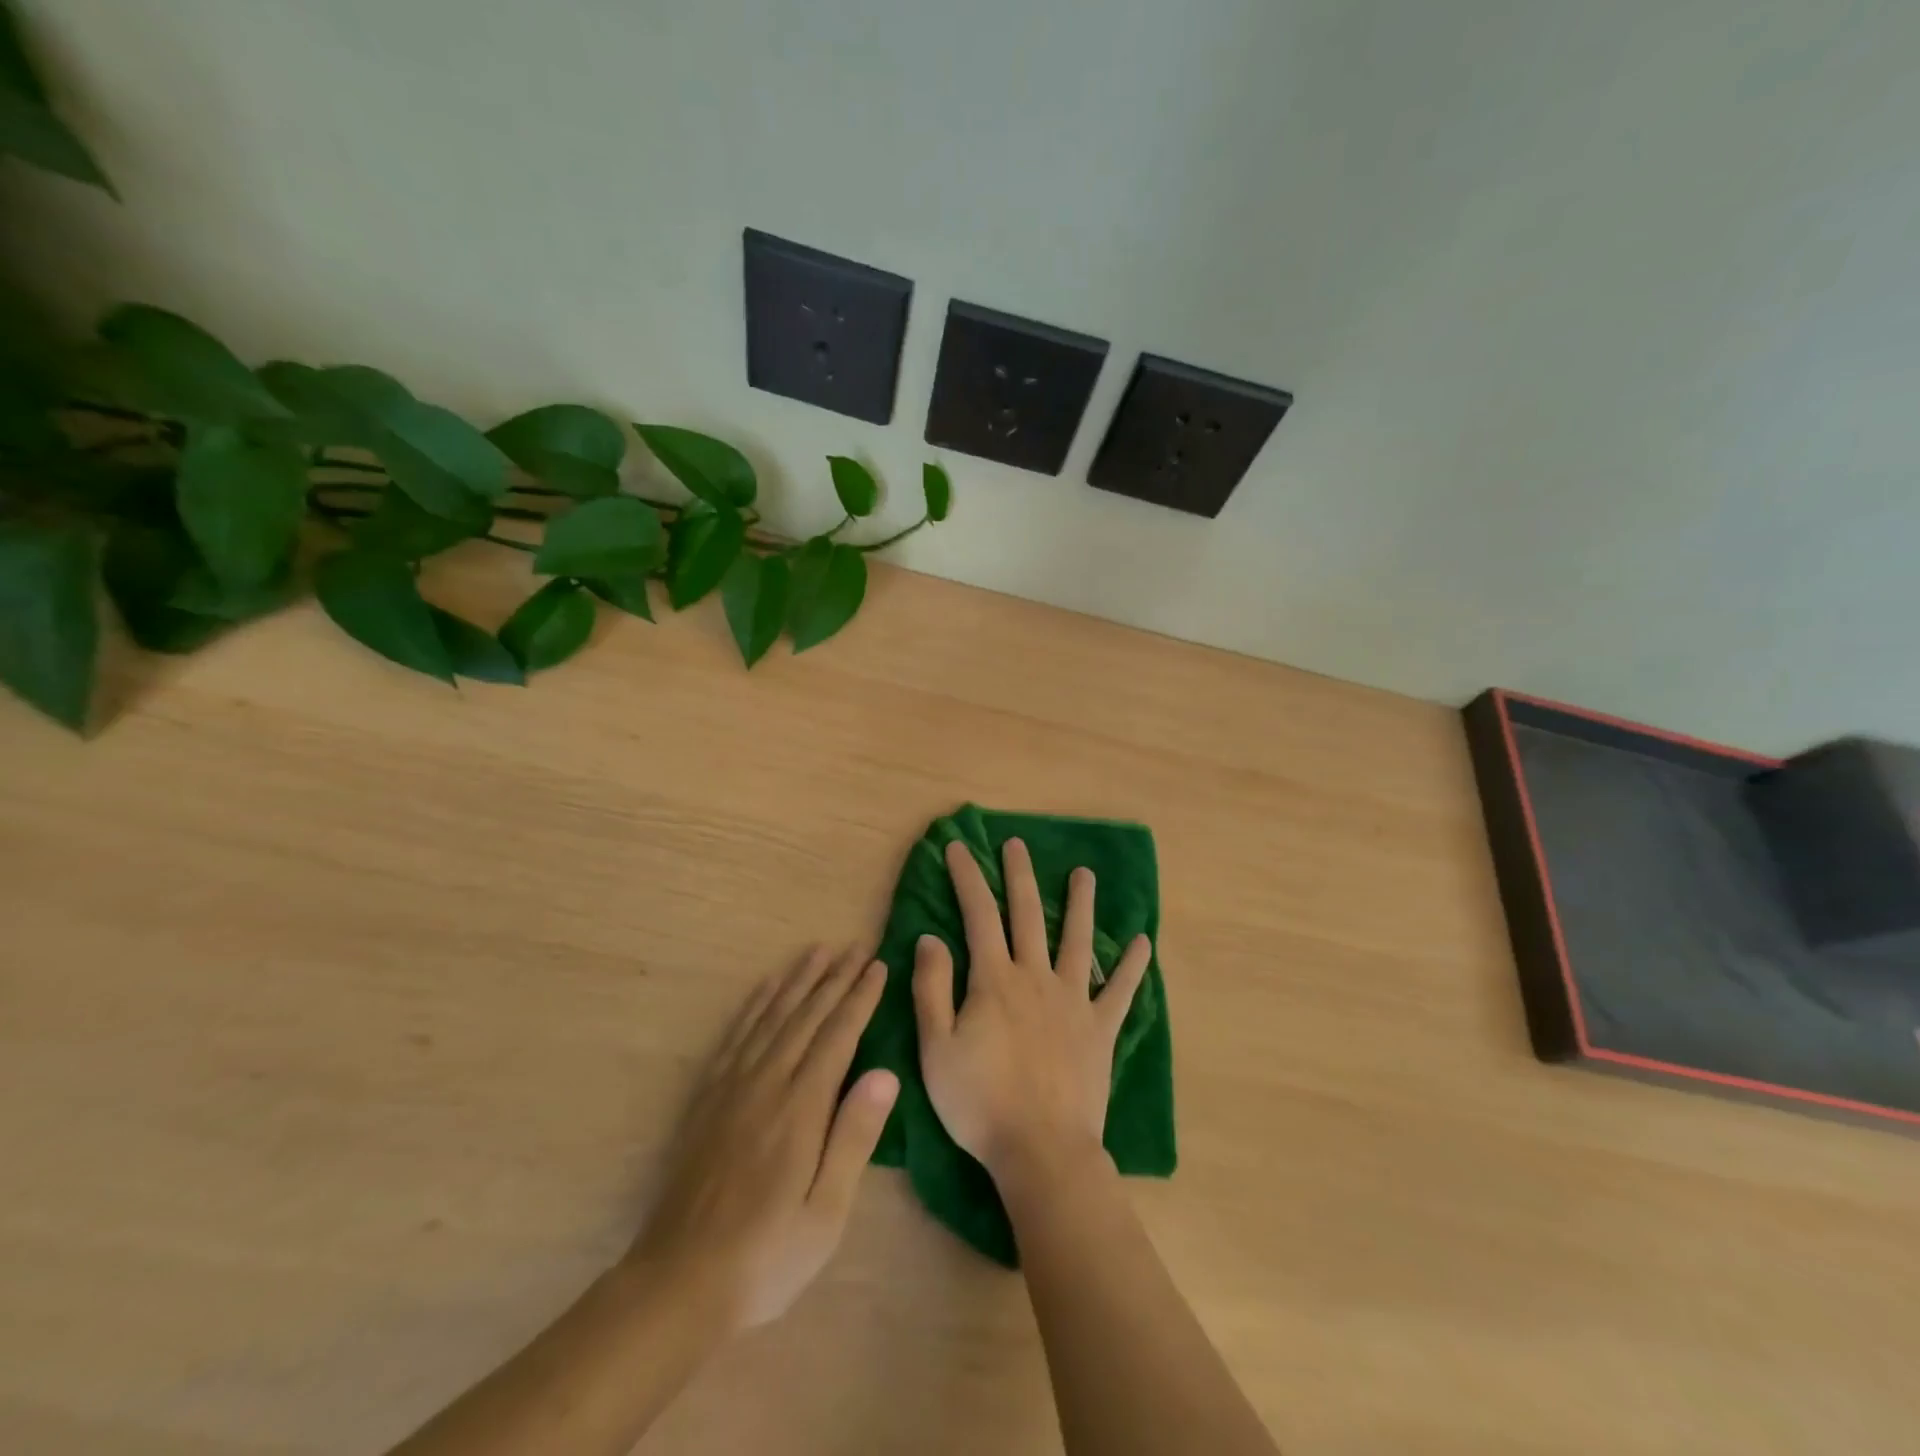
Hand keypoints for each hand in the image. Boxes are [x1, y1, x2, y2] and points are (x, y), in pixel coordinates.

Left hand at [625, 946, 898, 1333]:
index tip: (878, 966)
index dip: (860, 998)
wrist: (677, 1283)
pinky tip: (767, 987)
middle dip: (836, 978)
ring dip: (798, 980)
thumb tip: (886, 1073)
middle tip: (857, 945)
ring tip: (818, 951)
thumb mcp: (825, 1213)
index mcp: (801, 1109)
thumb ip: (853, 1138)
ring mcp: (732, 1086)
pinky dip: (755, 1004)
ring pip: (772, 1016)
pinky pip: (736, 1035)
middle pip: (807, 1016)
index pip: (838, 1036)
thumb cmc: (766, 1256)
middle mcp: (767, 1083)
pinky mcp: (708, 1097)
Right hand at [913, 838, 1151, 1180]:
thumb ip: (932, 988)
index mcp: (994, 980)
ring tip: (1084, 874)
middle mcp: (1036, 977)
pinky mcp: (1100, 1029)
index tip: (959, 847)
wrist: (1041, 1151)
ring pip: (1077, 941)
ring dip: (1079, 904)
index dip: (968, 878)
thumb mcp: (936, 1047)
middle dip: (1019, 875)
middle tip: (1017, 843)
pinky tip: (1143, 943)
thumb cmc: (980, 1102)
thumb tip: (930, 937)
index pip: (978, 915)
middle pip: (1027, 914)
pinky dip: (1132, 967)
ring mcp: (1074, 1001)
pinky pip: (1121, 991)